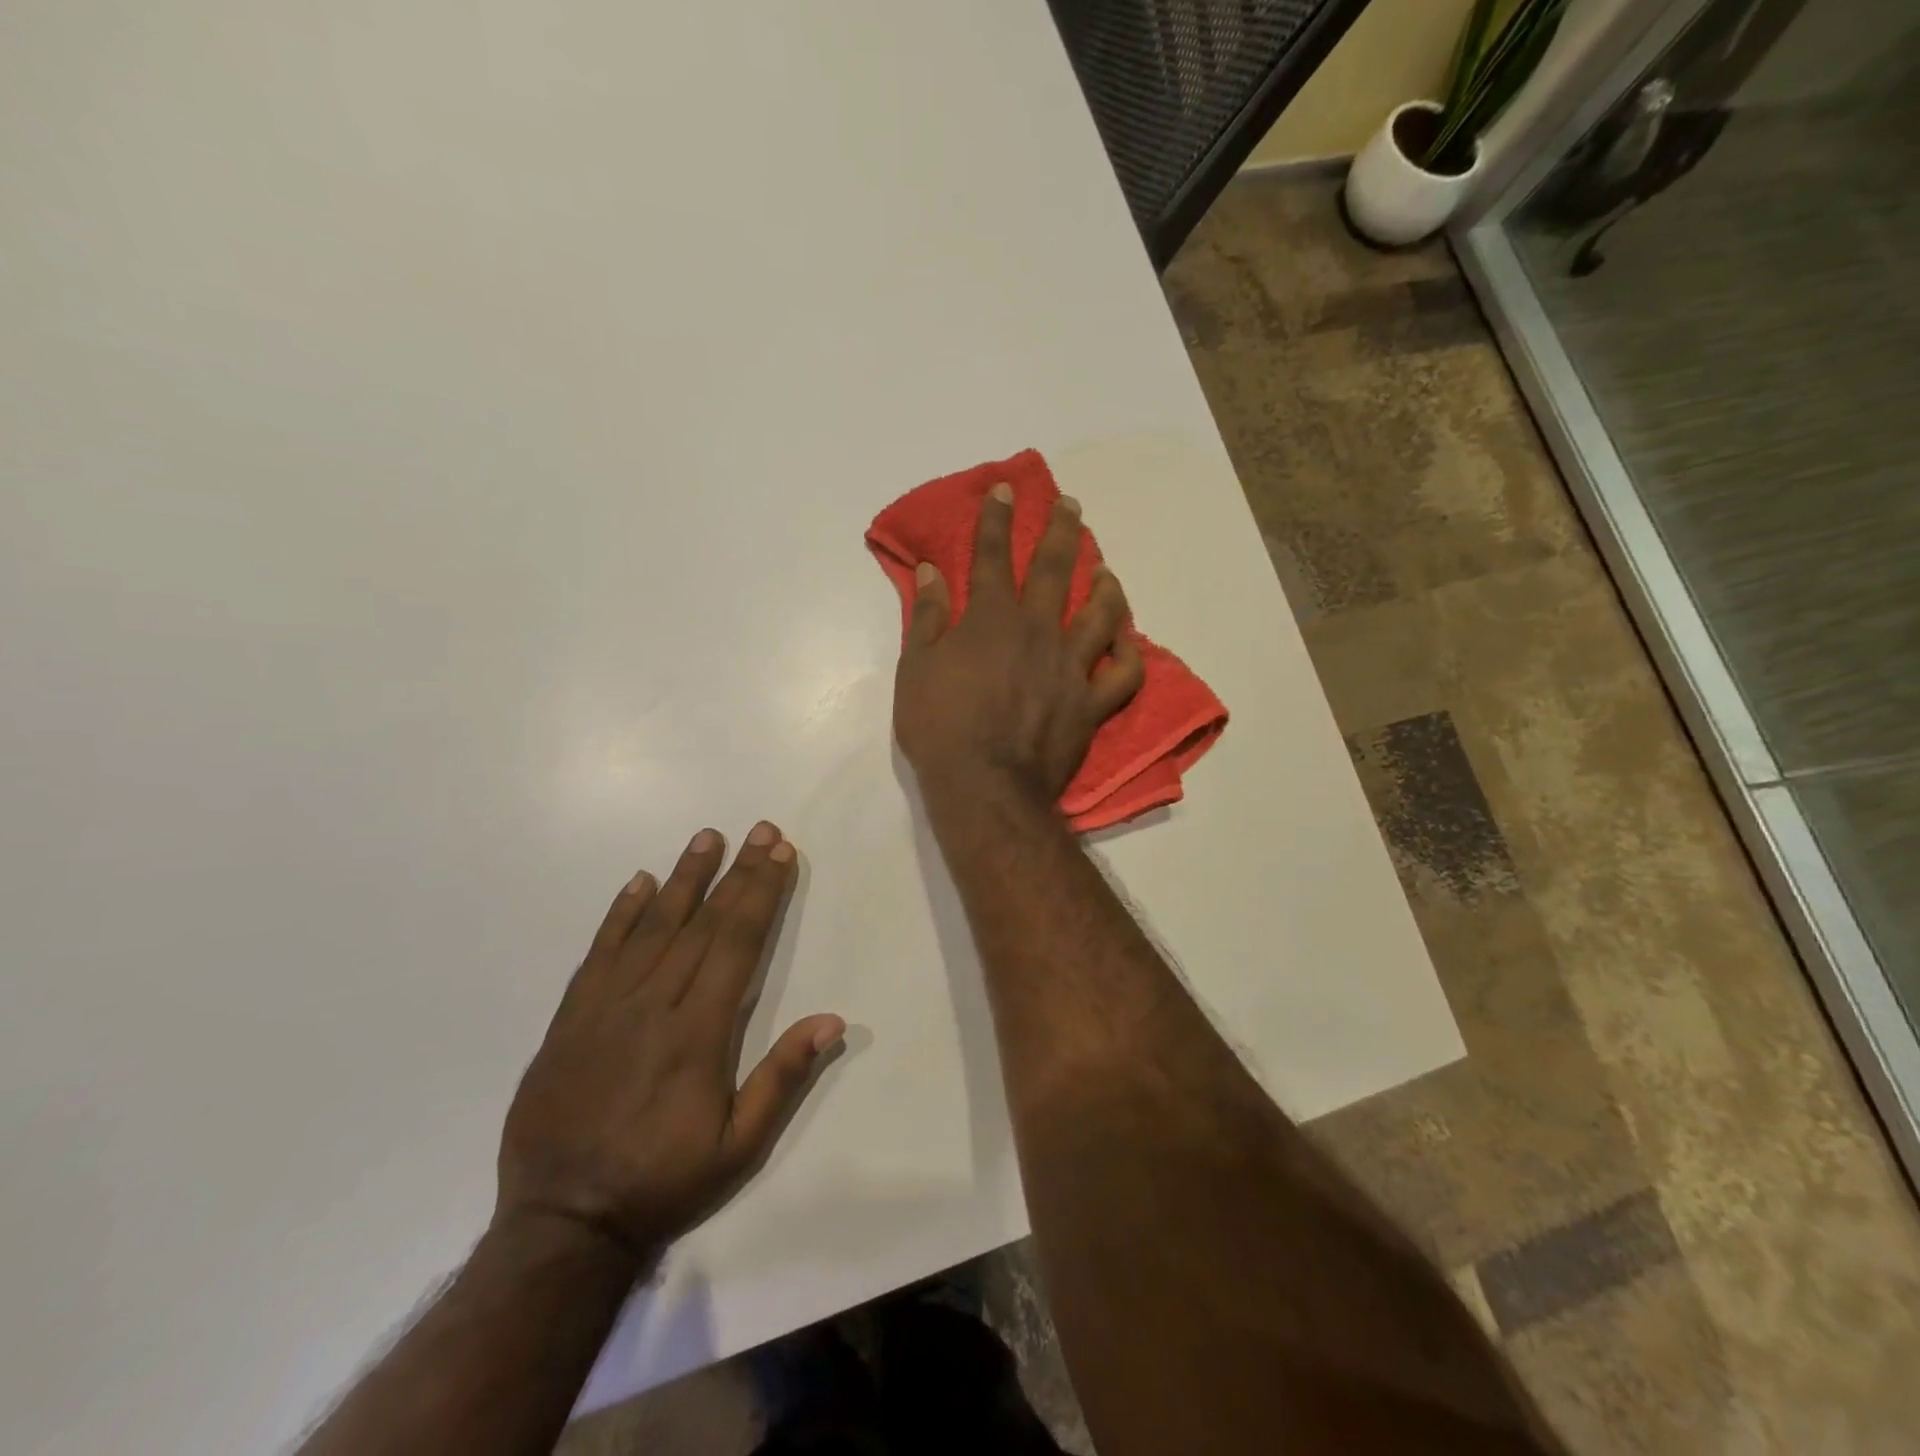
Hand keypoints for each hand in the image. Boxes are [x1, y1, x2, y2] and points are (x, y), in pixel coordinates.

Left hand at [496, 822, 844, 1262]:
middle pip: (703, 924)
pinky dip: (620, 914)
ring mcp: (606, 1007)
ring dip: (684, 878)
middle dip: (737, 873)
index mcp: (699, 1032)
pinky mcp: (570, 1018)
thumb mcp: (738, 1145)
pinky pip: (599, 953)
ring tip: (706, 838)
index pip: (738, 944)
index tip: (780, 854)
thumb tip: (832, 1020)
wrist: (561, 1225)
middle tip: (760, 831)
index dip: (762, 894)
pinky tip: (639, 883)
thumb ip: (782, 1078)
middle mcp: (654, 1005)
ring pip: (652, 927)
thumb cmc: (663, 1182)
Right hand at [894, 484, 1143, 809]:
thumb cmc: (940, 727)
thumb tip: (931, 570)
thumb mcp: (916, 668)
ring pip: (1101, 614)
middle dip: (1059, 530)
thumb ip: (928, 616)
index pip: (992, 557)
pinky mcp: (1091, 704)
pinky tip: (1127, 640)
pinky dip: (1129, 654)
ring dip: (1104, 585)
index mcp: (991, 620)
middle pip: (1053, 570)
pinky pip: (1123, 674)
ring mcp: (1071, 667)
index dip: (996, 519)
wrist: (985, 785)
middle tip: (1069, 504)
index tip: (1005, 489)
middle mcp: (1038, 631)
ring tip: (1104, 570)